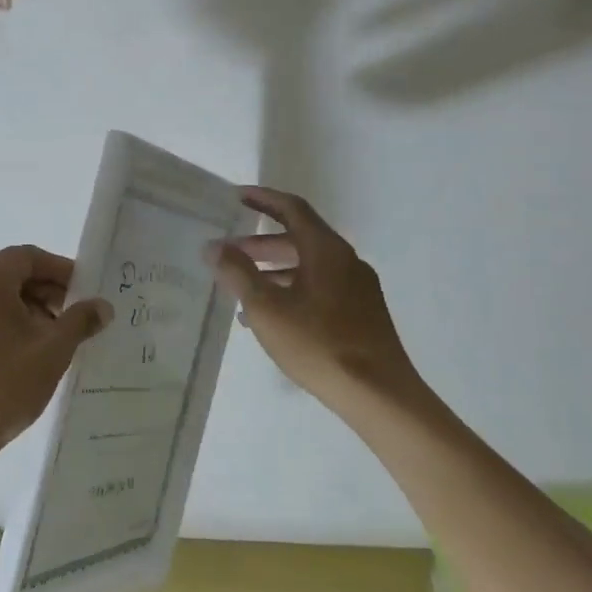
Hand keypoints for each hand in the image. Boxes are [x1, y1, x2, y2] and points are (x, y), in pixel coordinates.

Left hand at [0, 245, 111, 467]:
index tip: (86, 292)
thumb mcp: (51, 352)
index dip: (61, 270)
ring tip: (55, 340)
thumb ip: (79, 321)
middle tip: (75, 318)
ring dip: (29, 308)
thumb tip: (102, 306)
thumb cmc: (1, 386)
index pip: (27, 257)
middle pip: (11, 273)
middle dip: (47, 291)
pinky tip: (28, 352)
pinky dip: (8, 322)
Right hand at [206, 188, 432, 416]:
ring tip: (241, 289)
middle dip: (261, 242)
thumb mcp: (266, 308)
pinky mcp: (362, 313)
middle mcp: (346, 261)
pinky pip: (320, 288)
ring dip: (274, 270)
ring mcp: (358, 288)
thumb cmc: (318, 344)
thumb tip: (213, 246)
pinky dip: (292, 290)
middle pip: (299, 238)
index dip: (263, 199)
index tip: (237, 196)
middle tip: (229, 251)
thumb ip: (237, 273)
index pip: (292, 209)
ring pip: (309, 266)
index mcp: (326, 250)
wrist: (379, 394)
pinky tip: (271, 318)